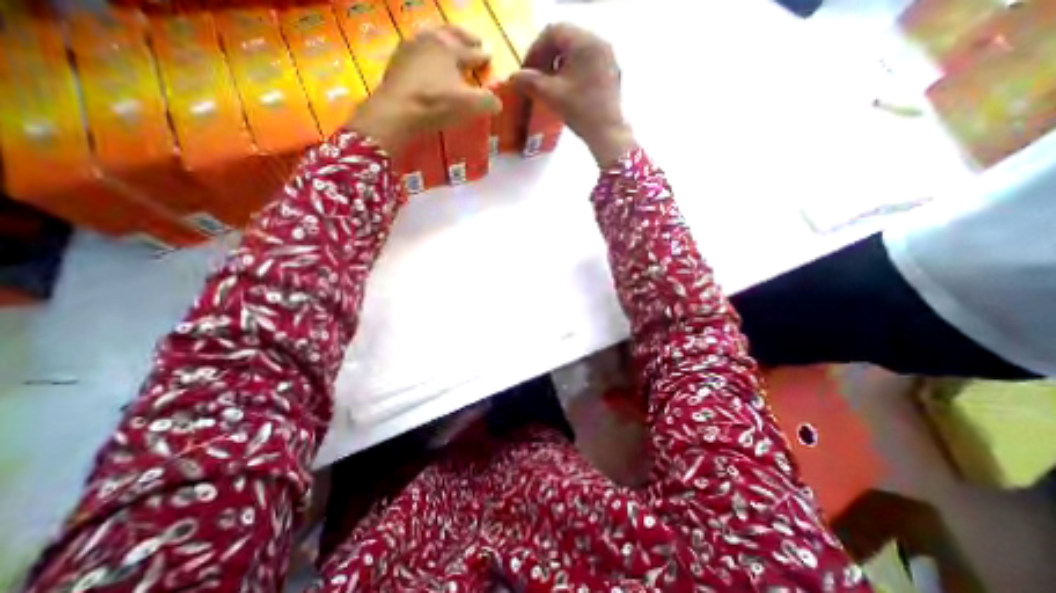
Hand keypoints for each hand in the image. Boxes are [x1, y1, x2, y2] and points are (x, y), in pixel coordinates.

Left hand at [348, 24, 502, 151]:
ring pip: (433, 34)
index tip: (490, 55)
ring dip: (445, 36)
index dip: (483, 55)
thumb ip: (487, 102)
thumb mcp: (469, 106)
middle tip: (476, 40)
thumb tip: (498, 103)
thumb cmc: (436, 104)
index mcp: (452, 49)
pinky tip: (425, 52)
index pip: (473, 52)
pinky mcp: (398, 57)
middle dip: (467, 37)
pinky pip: (417, 45)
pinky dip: (427, 46)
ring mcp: (412, 45)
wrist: (398, 108)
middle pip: (453, 34)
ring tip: (450, 40)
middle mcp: (432, 40)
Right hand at [513, 22, 634, 165]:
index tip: (526, 70)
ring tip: (549, 84)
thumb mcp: (550, 95)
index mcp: (584, 41)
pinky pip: (587, 61)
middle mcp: (598, 41)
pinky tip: (566, 88)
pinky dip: (573, 70)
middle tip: (536, 76)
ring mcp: (607, 56)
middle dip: (546, 56)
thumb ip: (529, 82)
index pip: (553, 32)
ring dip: (559, 63)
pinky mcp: (611, 71)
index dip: (535, 50)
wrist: (607, 133)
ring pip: (577, 50)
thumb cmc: (579, 111)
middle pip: (566, 39)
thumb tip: (514, 77)